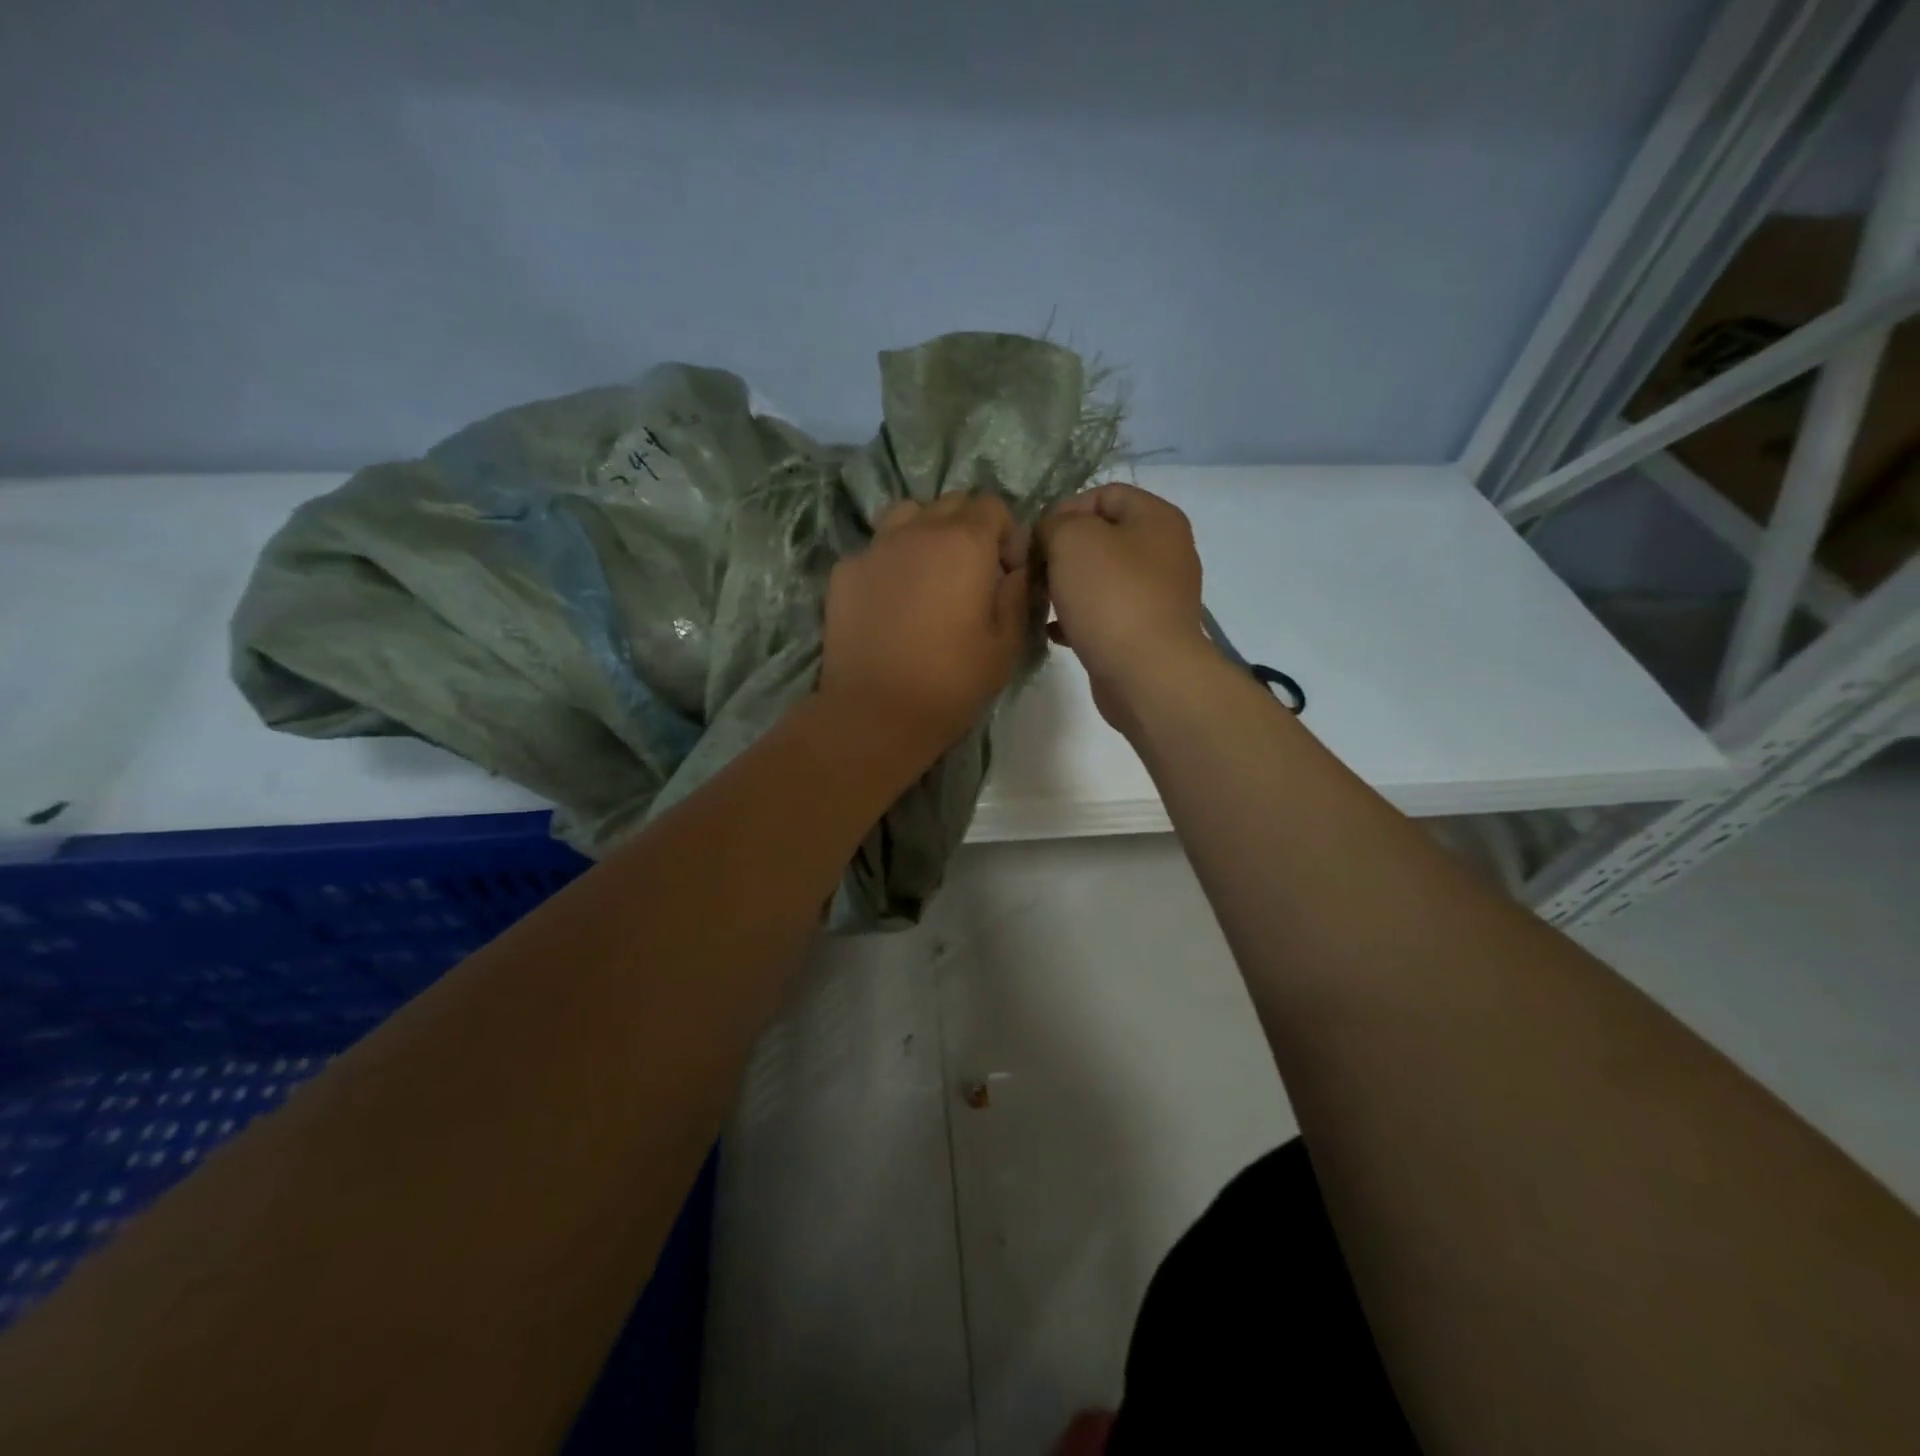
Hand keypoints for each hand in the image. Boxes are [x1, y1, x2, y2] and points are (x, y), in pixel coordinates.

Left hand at [819, 493, 1030, 763]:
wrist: (875, 713)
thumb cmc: (952, 682)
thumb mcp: (1007, 644)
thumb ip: (1018, 594)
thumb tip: (1017, 569)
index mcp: (964, 542)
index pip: (993, 505)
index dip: (1008, 535)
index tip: (1007, 574)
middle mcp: (917, 531)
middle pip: (950, 503)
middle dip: (970, 530)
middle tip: (972, 576)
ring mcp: (874, 548)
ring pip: (907, 515)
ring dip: (927, 533)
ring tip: (930, 575)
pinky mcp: (844, 571)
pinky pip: (876, 548)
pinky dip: (891, 561)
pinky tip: (892, 602)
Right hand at [1038, 483, 1209, 727]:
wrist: (1147, 674)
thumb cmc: (1111, 597)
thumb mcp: (1072, 541)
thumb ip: (1054, 524)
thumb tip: (1049, 535)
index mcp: (1157, 519)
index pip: (1105, 493)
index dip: (1065, 508)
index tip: (1036, 537)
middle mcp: (1164, 552)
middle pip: (1102, 538)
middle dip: (1061, 552)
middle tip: (1032, 571)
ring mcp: (1157, 595)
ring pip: (1100, 579)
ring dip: (1065, 587)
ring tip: (1037, 602)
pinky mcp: (1145, 632)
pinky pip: (1104, 614)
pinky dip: (1077, 618)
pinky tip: (1053, 631)